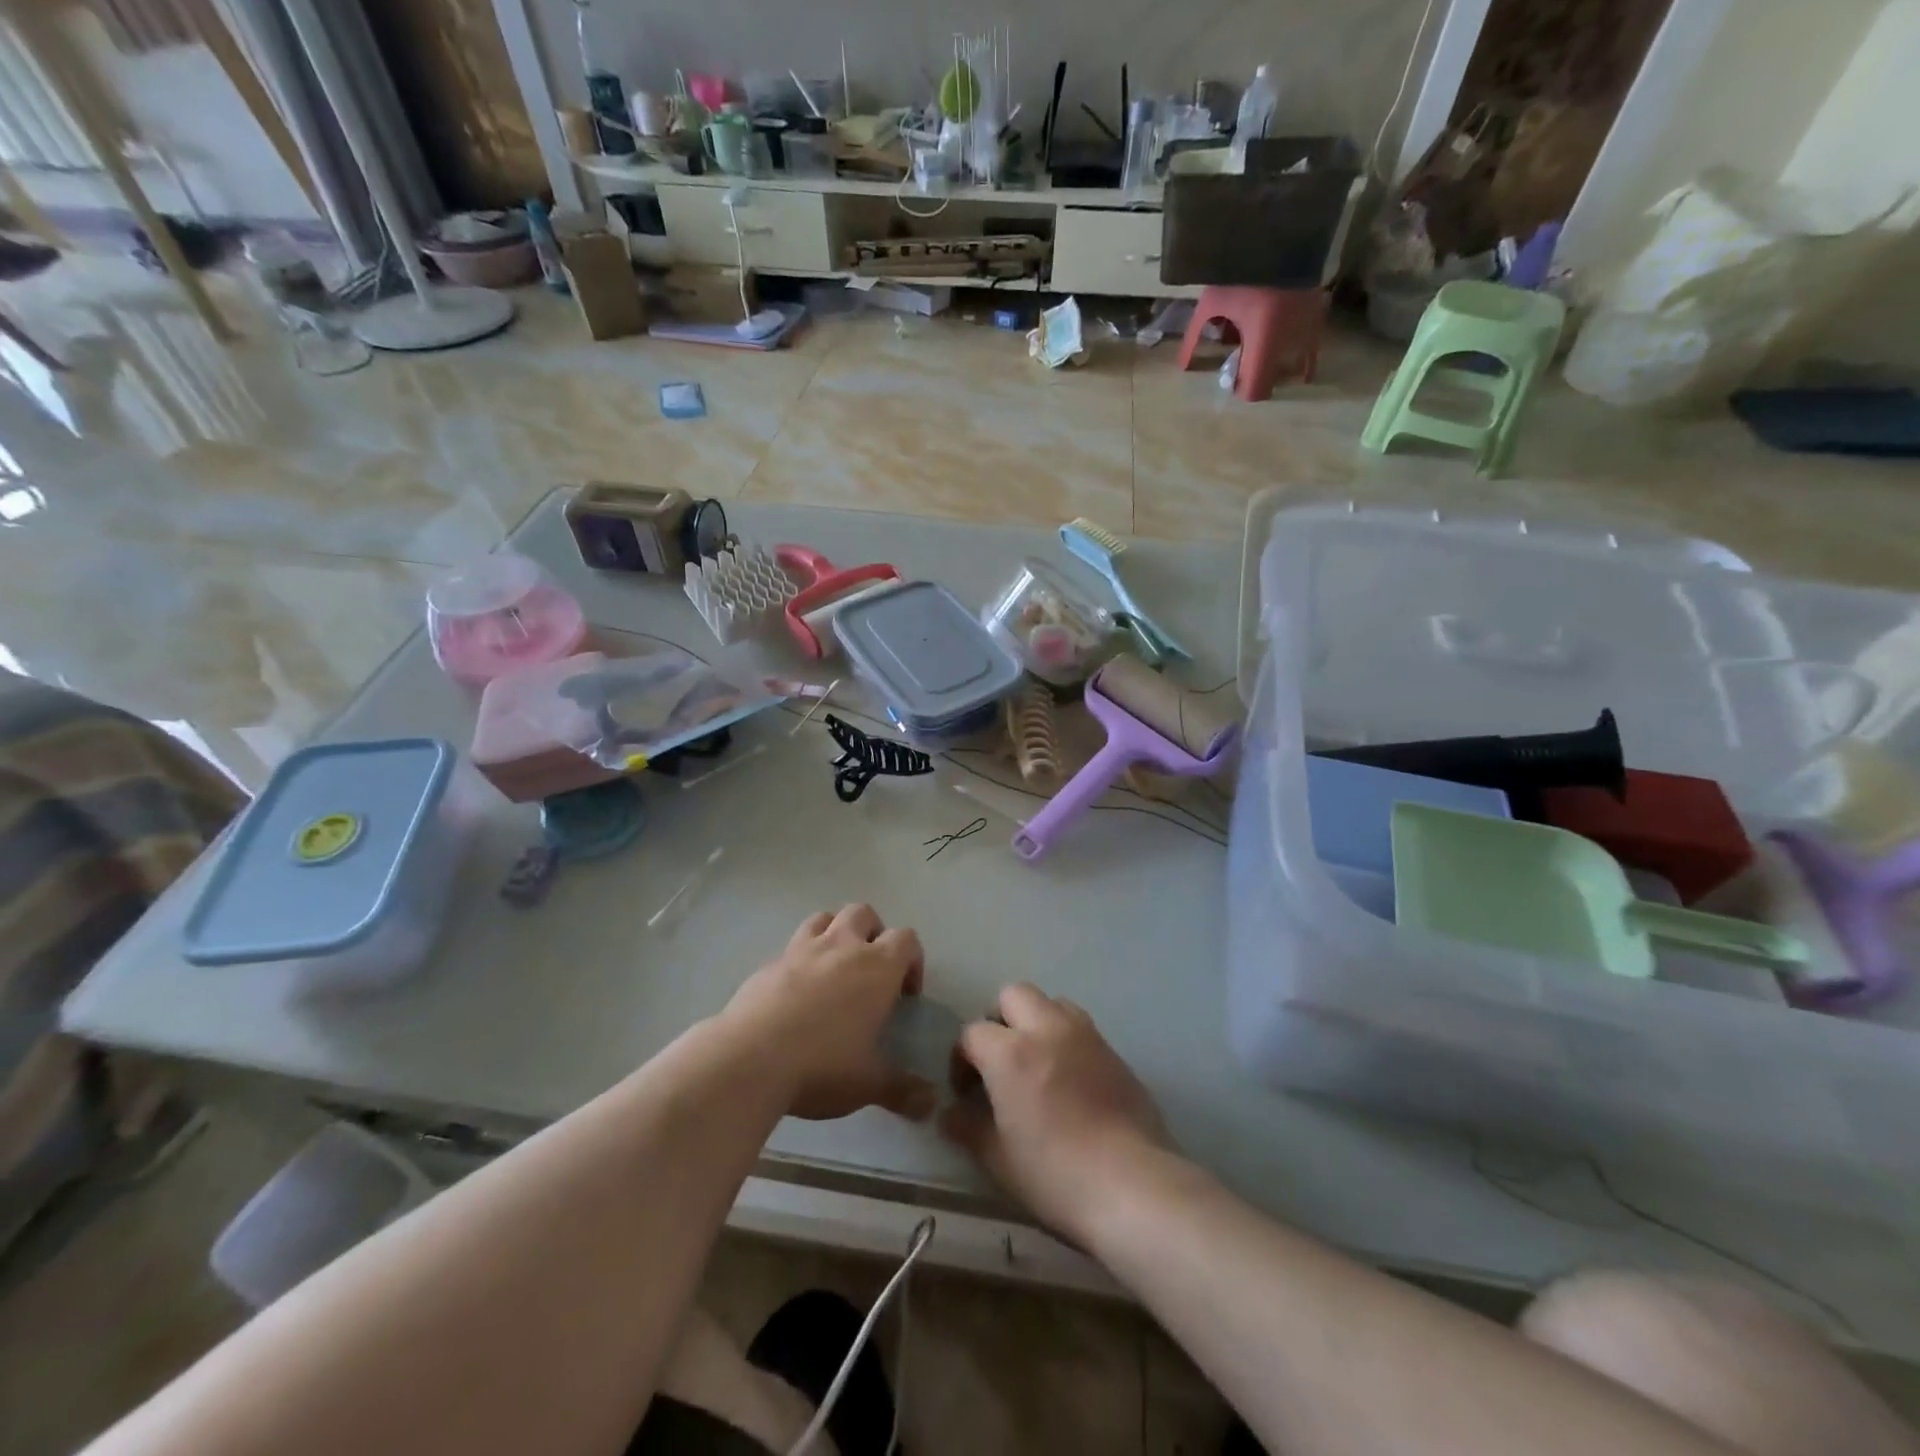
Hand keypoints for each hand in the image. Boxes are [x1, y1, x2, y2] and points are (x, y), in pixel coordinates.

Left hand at [724, 904, 937, 1122]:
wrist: (749, 1060)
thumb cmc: (822, 1065)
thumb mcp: (868, 1083)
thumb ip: (902, 1089)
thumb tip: (931, 1103)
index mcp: (876, 967)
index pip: (906, 939)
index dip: (912, 960)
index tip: (906, 993)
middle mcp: (841, 946)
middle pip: (864, 913)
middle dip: (873, 933)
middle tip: (871, 971)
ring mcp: (801, 950)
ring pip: (824, 918)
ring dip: (835, 933)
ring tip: (833, 969)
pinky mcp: (768, 963)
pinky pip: (791, 946)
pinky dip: (800, 959)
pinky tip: (795, 992)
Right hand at [942, 984, 1171, 1244]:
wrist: (1133, 1185)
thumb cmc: (1055, 1175)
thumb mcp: (999, 1160)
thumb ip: (969, 1128)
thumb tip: (950, 1114)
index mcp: (1010, 1052)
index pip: (972, 1033)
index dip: (962, 1059)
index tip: (966, 1091)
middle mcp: (1046, 1029)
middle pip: (1013, 995)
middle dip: (1000, 1021)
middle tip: (1000, 1062)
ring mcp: (1085, 1035)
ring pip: (1051, 1003)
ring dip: (1037, 1021)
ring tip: (1037, 1063)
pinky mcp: (1114, 1050)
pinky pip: (1081, 1027)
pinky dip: (1067, 1039)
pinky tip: (1070, 1080)